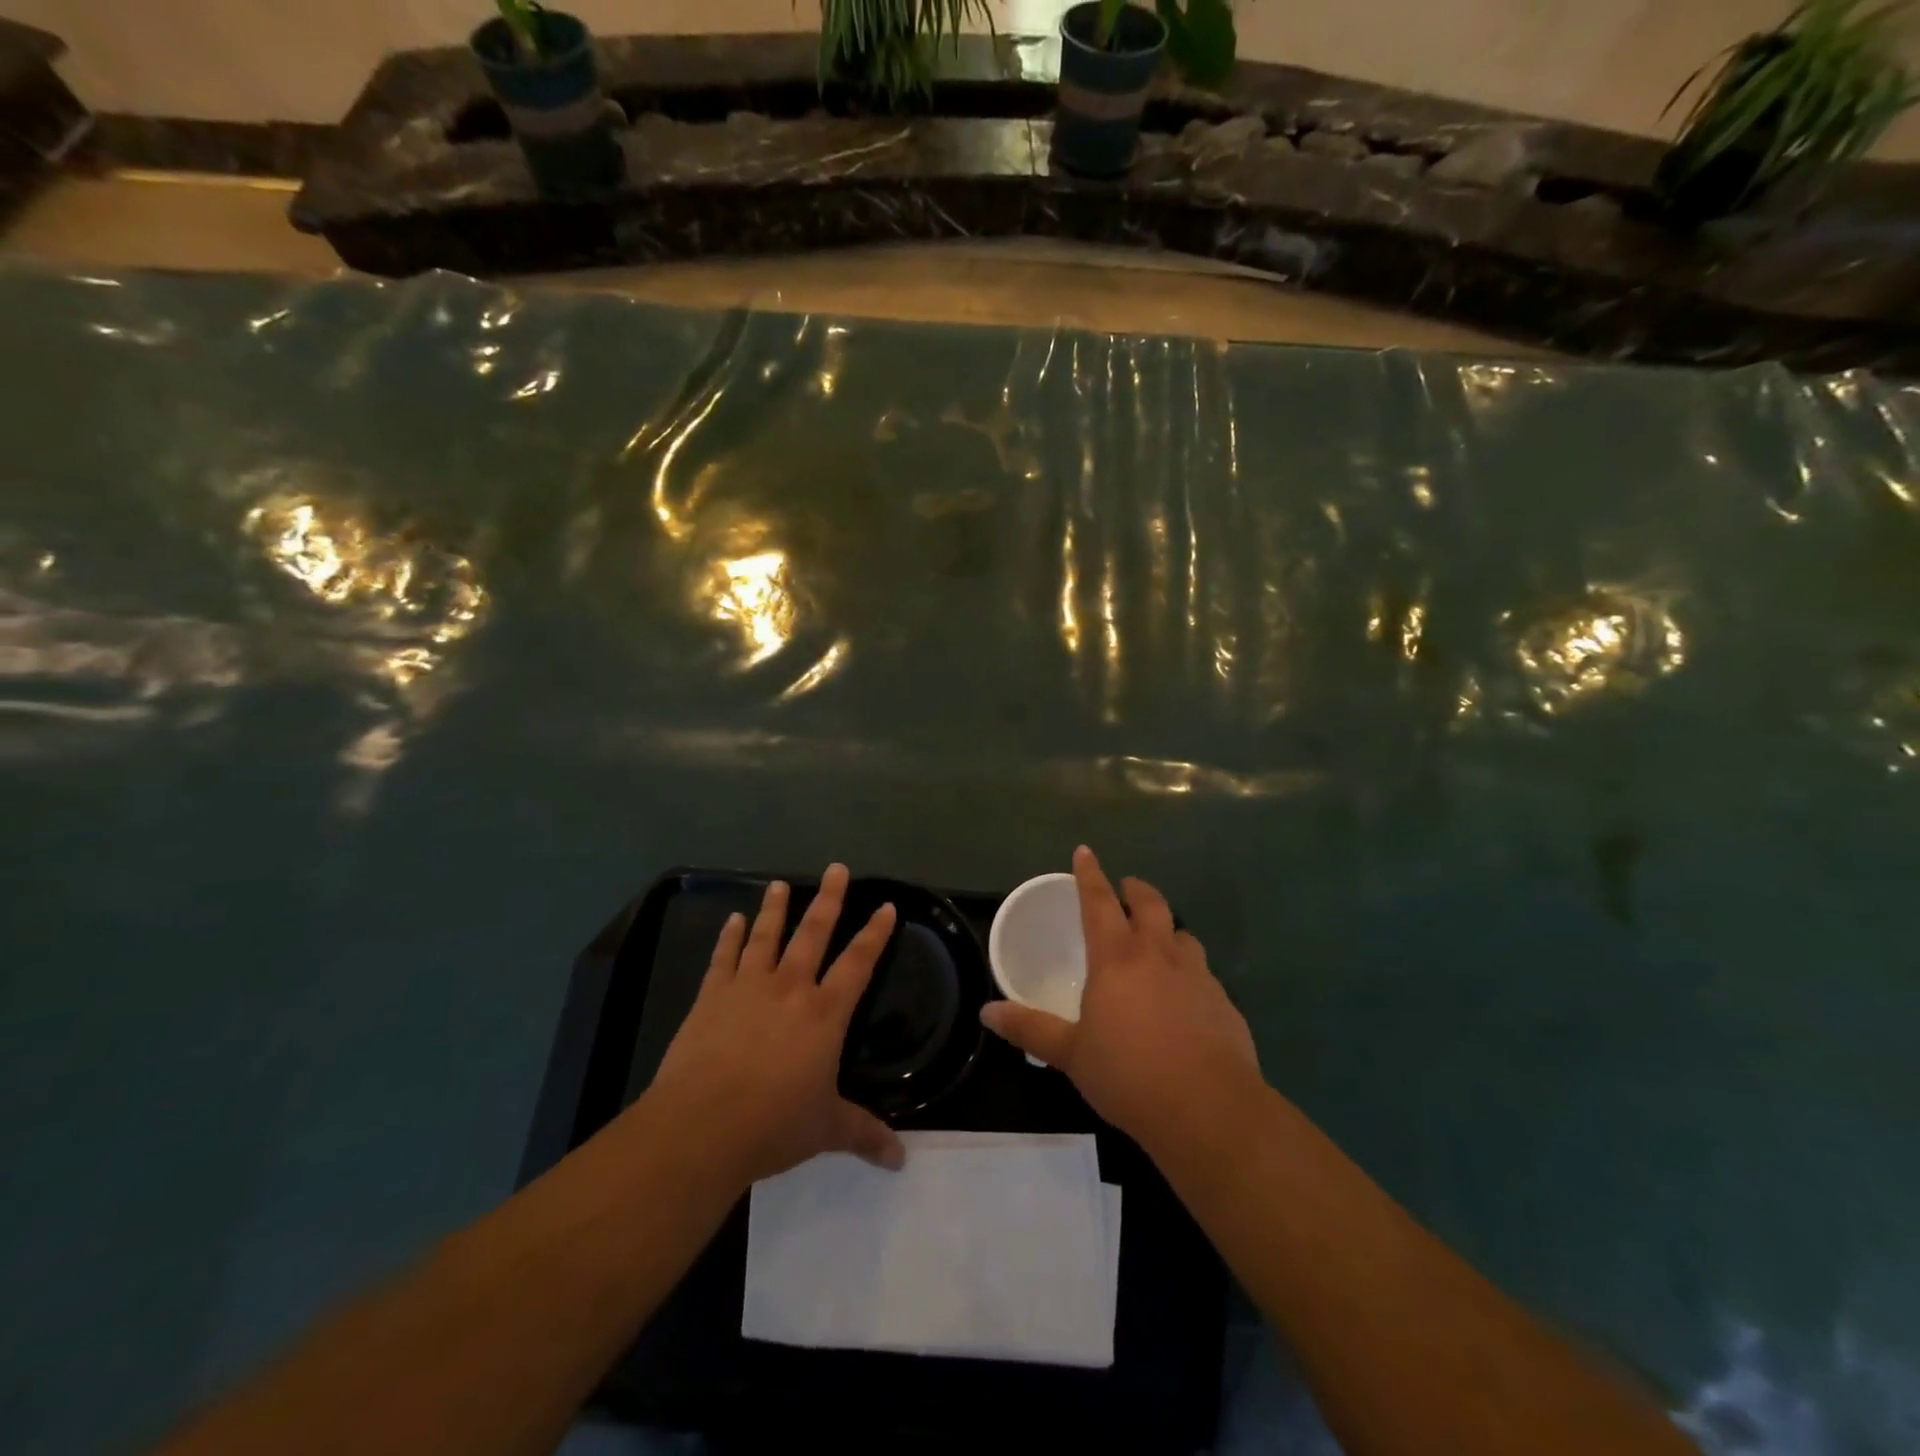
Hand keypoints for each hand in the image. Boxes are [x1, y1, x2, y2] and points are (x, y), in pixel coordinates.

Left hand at [645, 865, 904, 1186]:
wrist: (701, 1127)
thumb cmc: (772, 1125)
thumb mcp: (826, 1130)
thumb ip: (863, 1135)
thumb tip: (901, 1160)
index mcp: (824, 1014)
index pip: (858, 964)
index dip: (874, 934)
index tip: (886, 906)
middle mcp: (790, 989)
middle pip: (813, 933)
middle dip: (828, 899)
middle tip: (836, 868)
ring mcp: (747, 988)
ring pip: (766, 936)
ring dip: (775, 909)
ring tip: (779, 883)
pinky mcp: (711, 998)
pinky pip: (723, 958)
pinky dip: (728, 937)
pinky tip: (731, 920)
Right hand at [980, 846, 1260, 1151]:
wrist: (1209, 1109)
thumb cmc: (1129, 1074)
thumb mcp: (1071, 1054)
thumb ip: (1030, 1029)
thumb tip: (986, 1012)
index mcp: (1116, 958)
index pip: (1098, 901)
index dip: (1089, 874)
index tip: (1085, 852)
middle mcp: (1158, 955)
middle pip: (1150, 905)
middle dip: (1135, 890)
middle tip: (1126, 888)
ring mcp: (1197, 976)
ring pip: (1182, 935)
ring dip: (1167, 929)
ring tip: (1158, 941)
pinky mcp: (1224, 1002)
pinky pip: (1203, 973)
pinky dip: (1189, 971)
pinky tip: (1185, 997)